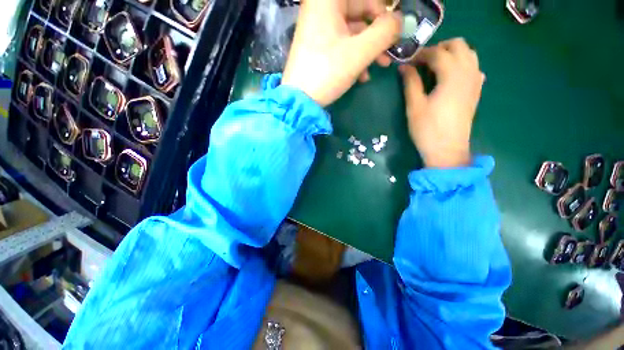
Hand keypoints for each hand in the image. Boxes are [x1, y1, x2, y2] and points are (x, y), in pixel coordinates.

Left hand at [282, 0, 400, 106]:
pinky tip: (362, 76)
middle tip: (390, 52)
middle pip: (359, 14)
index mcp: (327, 1)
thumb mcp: (359, 52)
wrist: (300, 101)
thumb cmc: (327, 72)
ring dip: (368, 50)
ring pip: (352, 33)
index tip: (394, 30)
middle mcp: (321, 10)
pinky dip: (354, 58)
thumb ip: (385, 32)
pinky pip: (341, 46)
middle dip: (377, 35)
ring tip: (379, 67)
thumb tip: (400, 21)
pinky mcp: (318, 49)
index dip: (383, 12)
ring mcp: (318, 31)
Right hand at [399, 38, 485, 167]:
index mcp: (452, 75)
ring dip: (452, 54)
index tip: (407, 61)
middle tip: (422, 62)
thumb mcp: (414, 106)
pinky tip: (449, 77)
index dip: (421, 54)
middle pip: (459, 45)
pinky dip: (461, 64)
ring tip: (435, 67)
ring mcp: (475, 82)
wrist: (447, 150)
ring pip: (469, 54)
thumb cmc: (427, 129)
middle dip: (439, 48)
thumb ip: (411, 82)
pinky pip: (473, 67)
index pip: (438, 53)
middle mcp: (468, 72)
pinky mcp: (476, 91)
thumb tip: (403, 66)